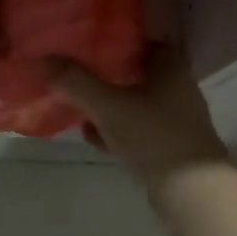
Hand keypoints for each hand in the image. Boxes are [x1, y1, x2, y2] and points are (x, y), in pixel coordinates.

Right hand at [43, 42, 234, 197]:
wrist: (193, 194)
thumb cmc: (155, 137)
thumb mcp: (109, 106)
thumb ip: (76, 82)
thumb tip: (42, 58)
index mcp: (171, 69)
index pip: (147, 42)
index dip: (121, 41)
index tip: (92, 43)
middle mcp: (177, 90)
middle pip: (138, 73)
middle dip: (108, 75)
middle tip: (78, 73)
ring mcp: (175, 121)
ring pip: (136, 103)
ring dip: (110, 105)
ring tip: (79, 106)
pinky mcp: (170, 148)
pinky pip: (138, 130)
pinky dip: (117, 130)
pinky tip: (94, 137)